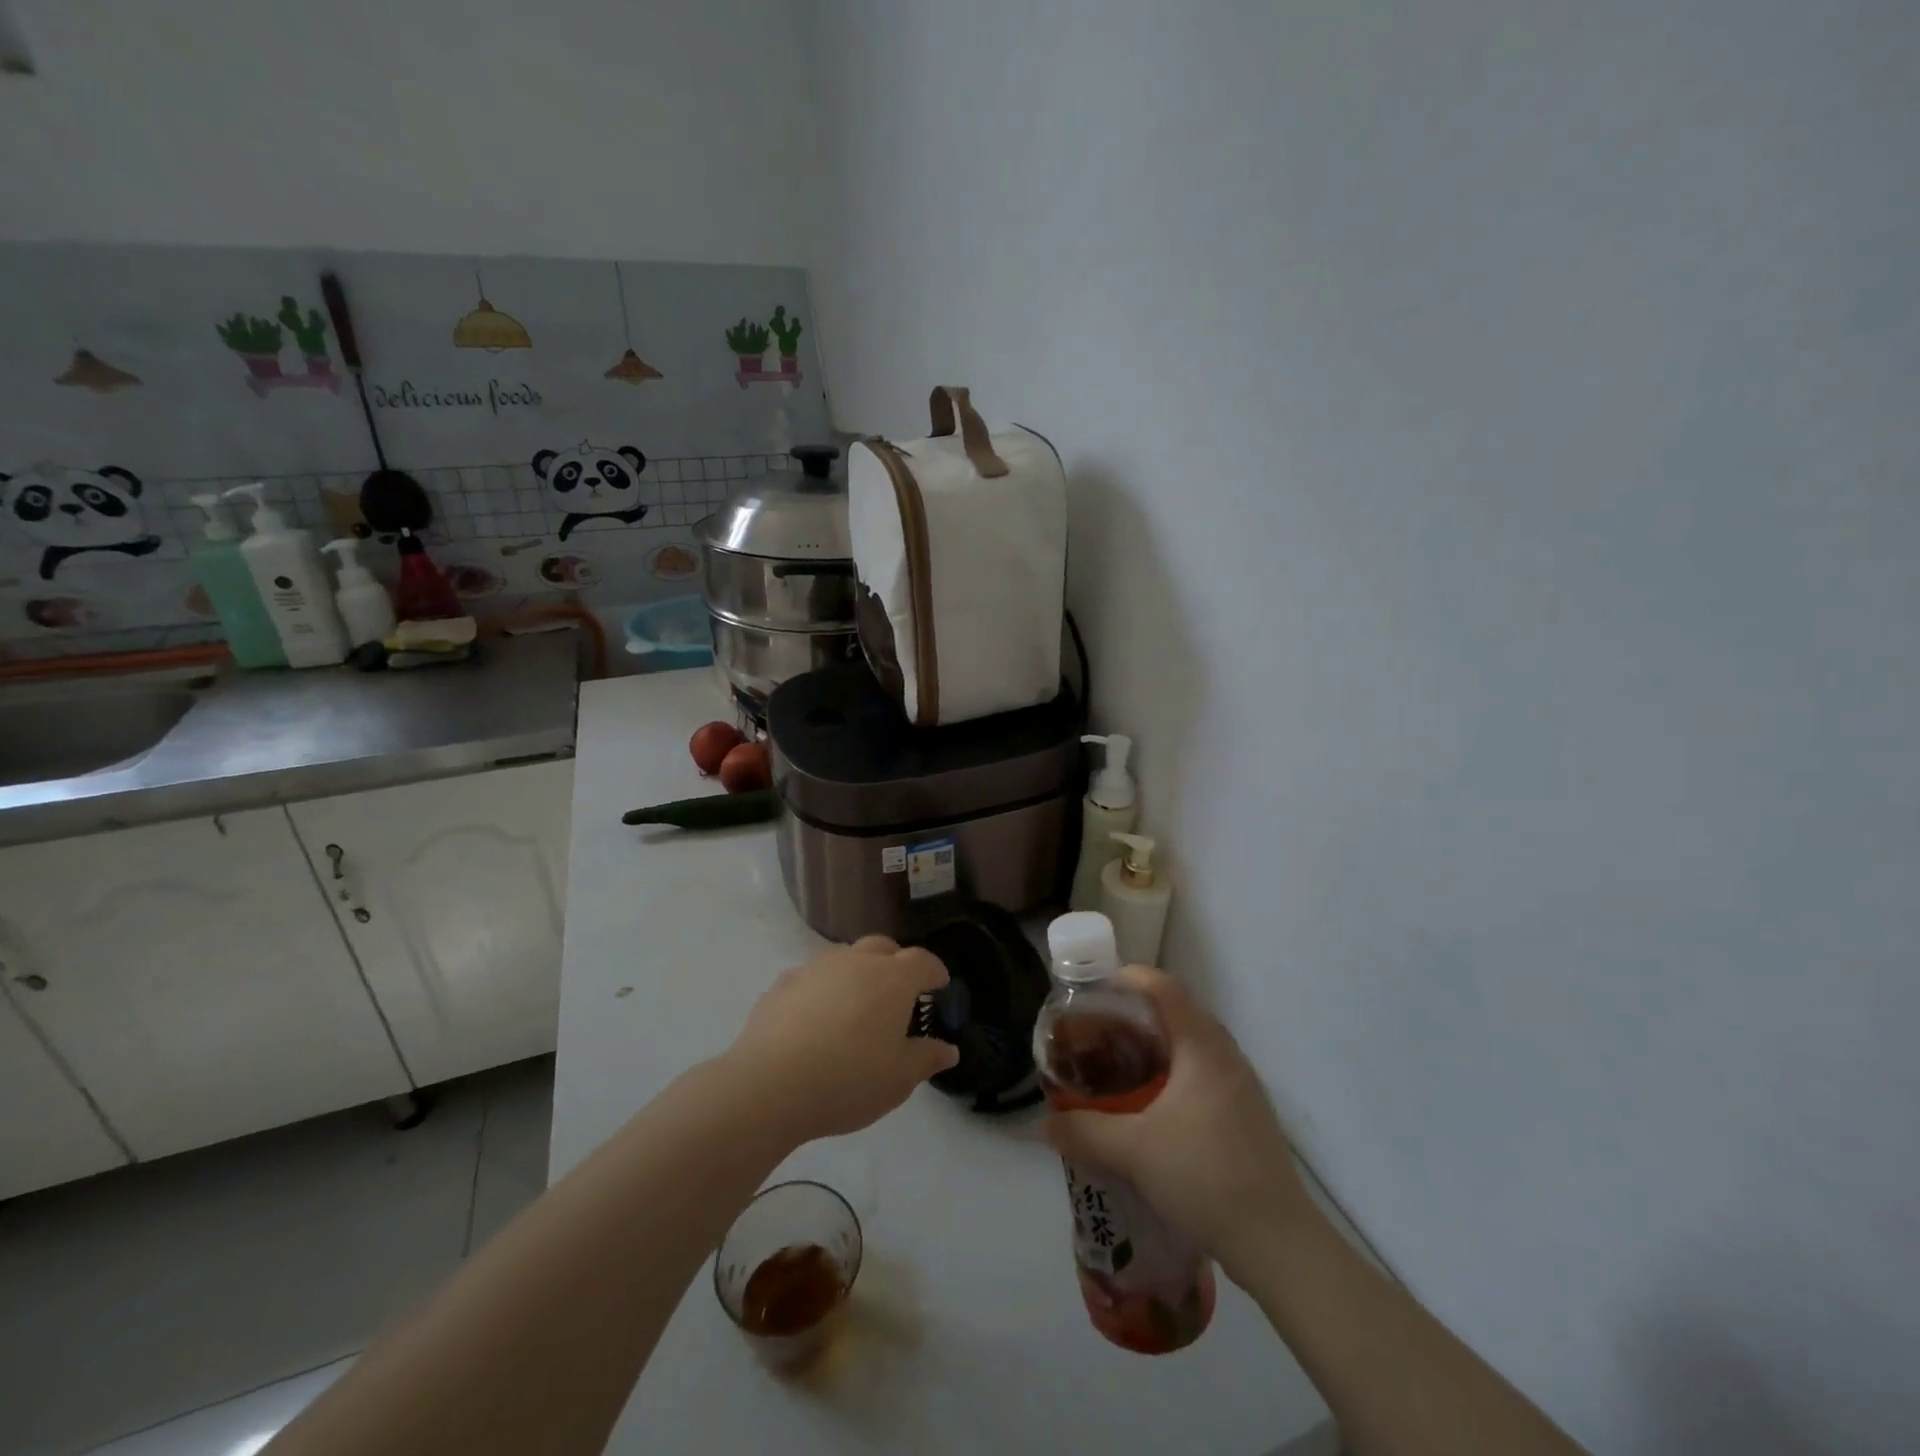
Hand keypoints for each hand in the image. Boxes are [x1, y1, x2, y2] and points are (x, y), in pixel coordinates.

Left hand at [726, 935, 958, 1144]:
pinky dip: (821, 990)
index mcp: (892, 979)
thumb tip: (948, 1049)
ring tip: (855, 1007)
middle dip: (896, 963)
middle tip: (898, 994)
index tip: (939, 985)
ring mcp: (816, 968)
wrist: (769, 1085)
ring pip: (845, 958)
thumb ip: (926, 1058)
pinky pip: (812, 978)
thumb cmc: (848, 1080)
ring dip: (856, 973)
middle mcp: (856, 961)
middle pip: (883, 948)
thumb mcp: (899, 1079)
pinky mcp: (782, 983)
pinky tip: (814, 1020)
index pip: (922, 961)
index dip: (934, 971)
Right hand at [1044, 966, 1308, 1273]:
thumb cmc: (1205, 1177)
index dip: (1128, 978)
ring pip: (1193, 1046)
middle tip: (1100, 1032)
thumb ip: (1086, 1131)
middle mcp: (1227, 1055)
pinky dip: (1175, 1074)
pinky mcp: (1248, 1116)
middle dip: (1136, 1016)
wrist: (1278, 1244)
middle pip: (1178, 1013)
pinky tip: (1154, 1109)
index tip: (1095, 990)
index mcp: (1202, 1047)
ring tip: (1121, 1067)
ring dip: (1157, 1047)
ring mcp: (1243, 1086)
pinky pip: (1205, 1074)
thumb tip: (1047, 1124)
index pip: (1164, 988)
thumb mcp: (1133, 1152)